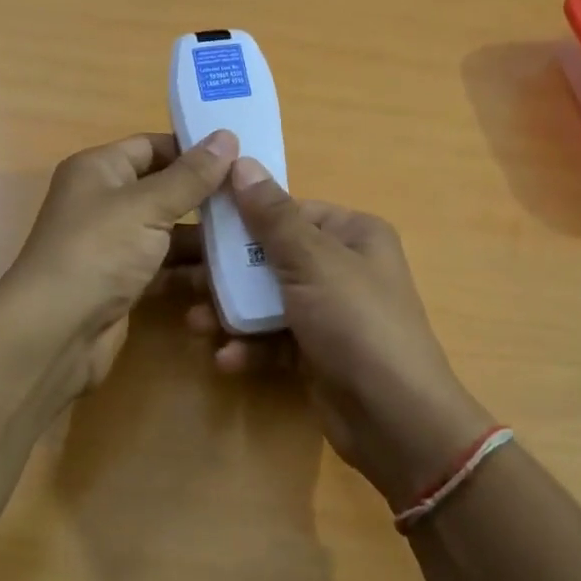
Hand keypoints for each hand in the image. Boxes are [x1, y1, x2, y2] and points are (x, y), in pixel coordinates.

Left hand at [0, 129, 238, 397]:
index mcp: (99, 169)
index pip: (152, 146)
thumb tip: (226, 136)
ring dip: (204, 238)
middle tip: (255, 200)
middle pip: (164, 190)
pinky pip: (164, 267)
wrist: (56, 331)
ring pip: (168, 232)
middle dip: (206, 197)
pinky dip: (191, 271)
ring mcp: (113, 245)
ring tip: (254, 239)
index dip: (193, 149)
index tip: (241, 156)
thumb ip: (191, 175)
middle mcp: (104, 202)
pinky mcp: (123, 282)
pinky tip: (229, 276)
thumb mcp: (148, 205)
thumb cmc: (99, 251)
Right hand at [187, 159, 494, 510]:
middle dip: (229, 273)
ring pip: (268, 301)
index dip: (245, 217)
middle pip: (272, 258)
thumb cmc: (355, 322)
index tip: (200, 224)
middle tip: (185, 279)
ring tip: (197, 324)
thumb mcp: (312, 261)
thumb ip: (272, 216)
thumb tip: (242, 162)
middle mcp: (343, 268)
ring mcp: (330, 313)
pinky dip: (250, 347)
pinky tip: (227, 359)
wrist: (394, 418)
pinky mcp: (317, 353)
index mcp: (352, 235)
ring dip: (232, 313)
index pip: (290, 212)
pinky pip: (274, 339)